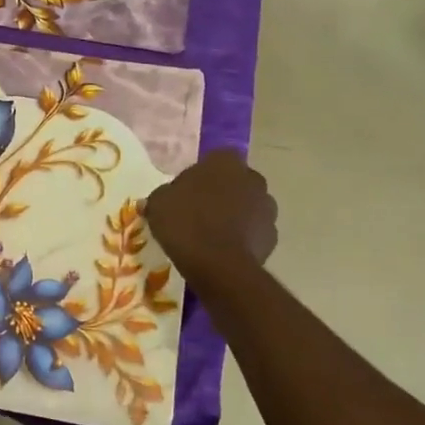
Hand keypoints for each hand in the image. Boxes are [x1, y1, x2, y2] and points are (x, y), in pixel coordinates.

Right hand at [145, 150, 277, 278]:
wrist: (218, 264)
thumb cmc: (186, 222)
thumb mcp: (158, 204)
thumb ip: (160, 197)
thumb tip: (152, 201)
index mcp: (225, 162)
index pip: (214, 160)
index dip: (200, 176)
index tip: (186, 192)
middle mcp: (252, 178)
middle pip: (234, 182)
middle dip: (221, 194)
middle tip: (198, 212)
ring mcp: (267, 208)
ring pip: (247, 206)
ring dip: (234, 215)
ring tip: (211, 235)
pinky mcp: (272, 236)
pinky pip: (253, 232)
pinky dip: (242, 237)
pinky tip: (223, 251)